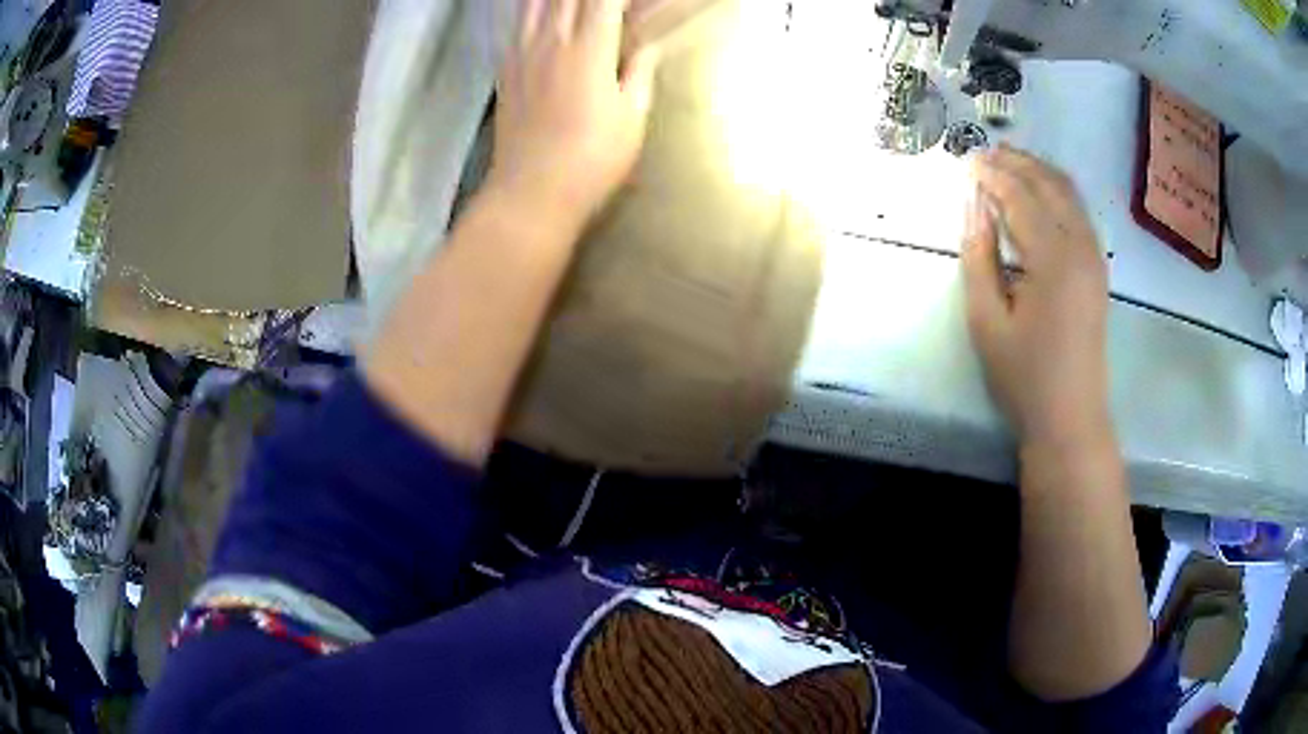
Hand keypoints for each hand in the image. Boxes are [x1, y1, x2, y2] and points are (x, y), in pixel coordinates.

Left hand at [488, 0, 660, 224]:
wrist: (531, 192)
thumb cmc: (592, 159)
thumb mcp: (632, 118)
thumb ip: (640, 72)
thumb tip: (647, 44)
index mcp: (589, 49)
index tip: (634, 3)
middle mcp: (551, 40)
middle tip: (609, 5)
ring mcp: (522, 51)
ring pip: (536, 0)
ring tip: (577, 5)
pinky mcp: (505, 66)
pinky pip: (517, 20)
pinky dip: (532, 7)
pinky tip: (545, 11)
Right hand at [961, 146, 1112, 448]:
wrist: (1071, 418)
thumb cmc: (1024, 377)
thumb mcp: (986, 321)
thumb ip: (978, 256)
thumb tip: (974, 206)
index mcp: (1053, 258)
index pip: (1019, 196)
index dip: (991, 174)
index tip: (965, 161)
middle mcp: (1081, 246)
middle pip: (1048, 184)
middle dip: (1015, 163)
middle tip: (984, 155)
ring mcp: (1095, 256)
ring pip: (1069, 193)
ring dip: (1037, 172)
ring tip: (1007, 164)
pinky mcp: (1099, 268)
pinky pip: (1079, 212)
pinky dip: (1056, 192)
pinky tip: (1038, 195)